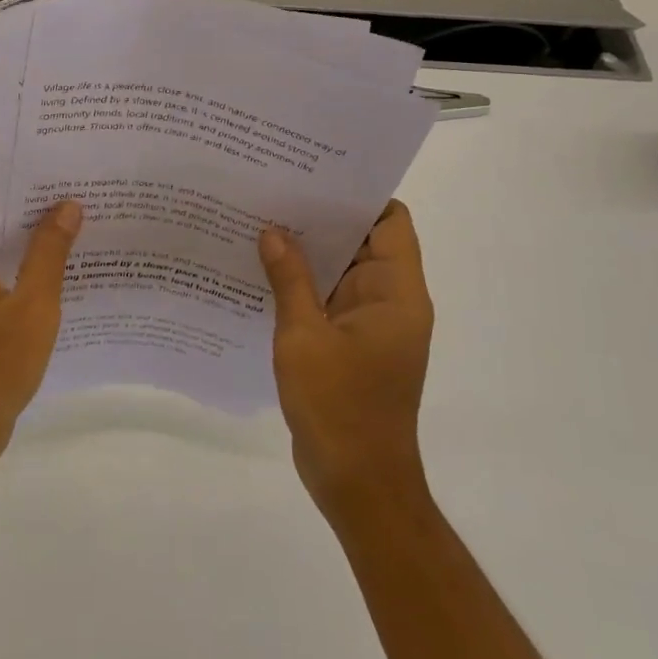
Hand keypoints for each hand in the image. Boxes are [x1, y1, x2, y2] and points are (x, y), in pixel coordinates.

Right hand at [258, 202, 434, 518]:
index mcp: (396, 294)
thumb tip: (272, 231)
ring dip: (308, 254)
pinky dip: (303, 286)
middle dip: (322, 219)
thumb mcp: (304, 337)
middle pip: (363, 242)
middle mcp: (390, 303)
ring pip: (342, 272)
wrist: (357, 483)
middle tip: (275, 192)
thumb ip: (289, 280)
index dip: (359, 195)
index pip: (391, 223)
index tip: (315, 175)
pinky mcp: (350, 346)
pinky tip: (262, 274)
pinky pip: (328, 301)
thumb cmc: (338, 406)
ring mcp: (370, 326)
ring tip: (261, 223)